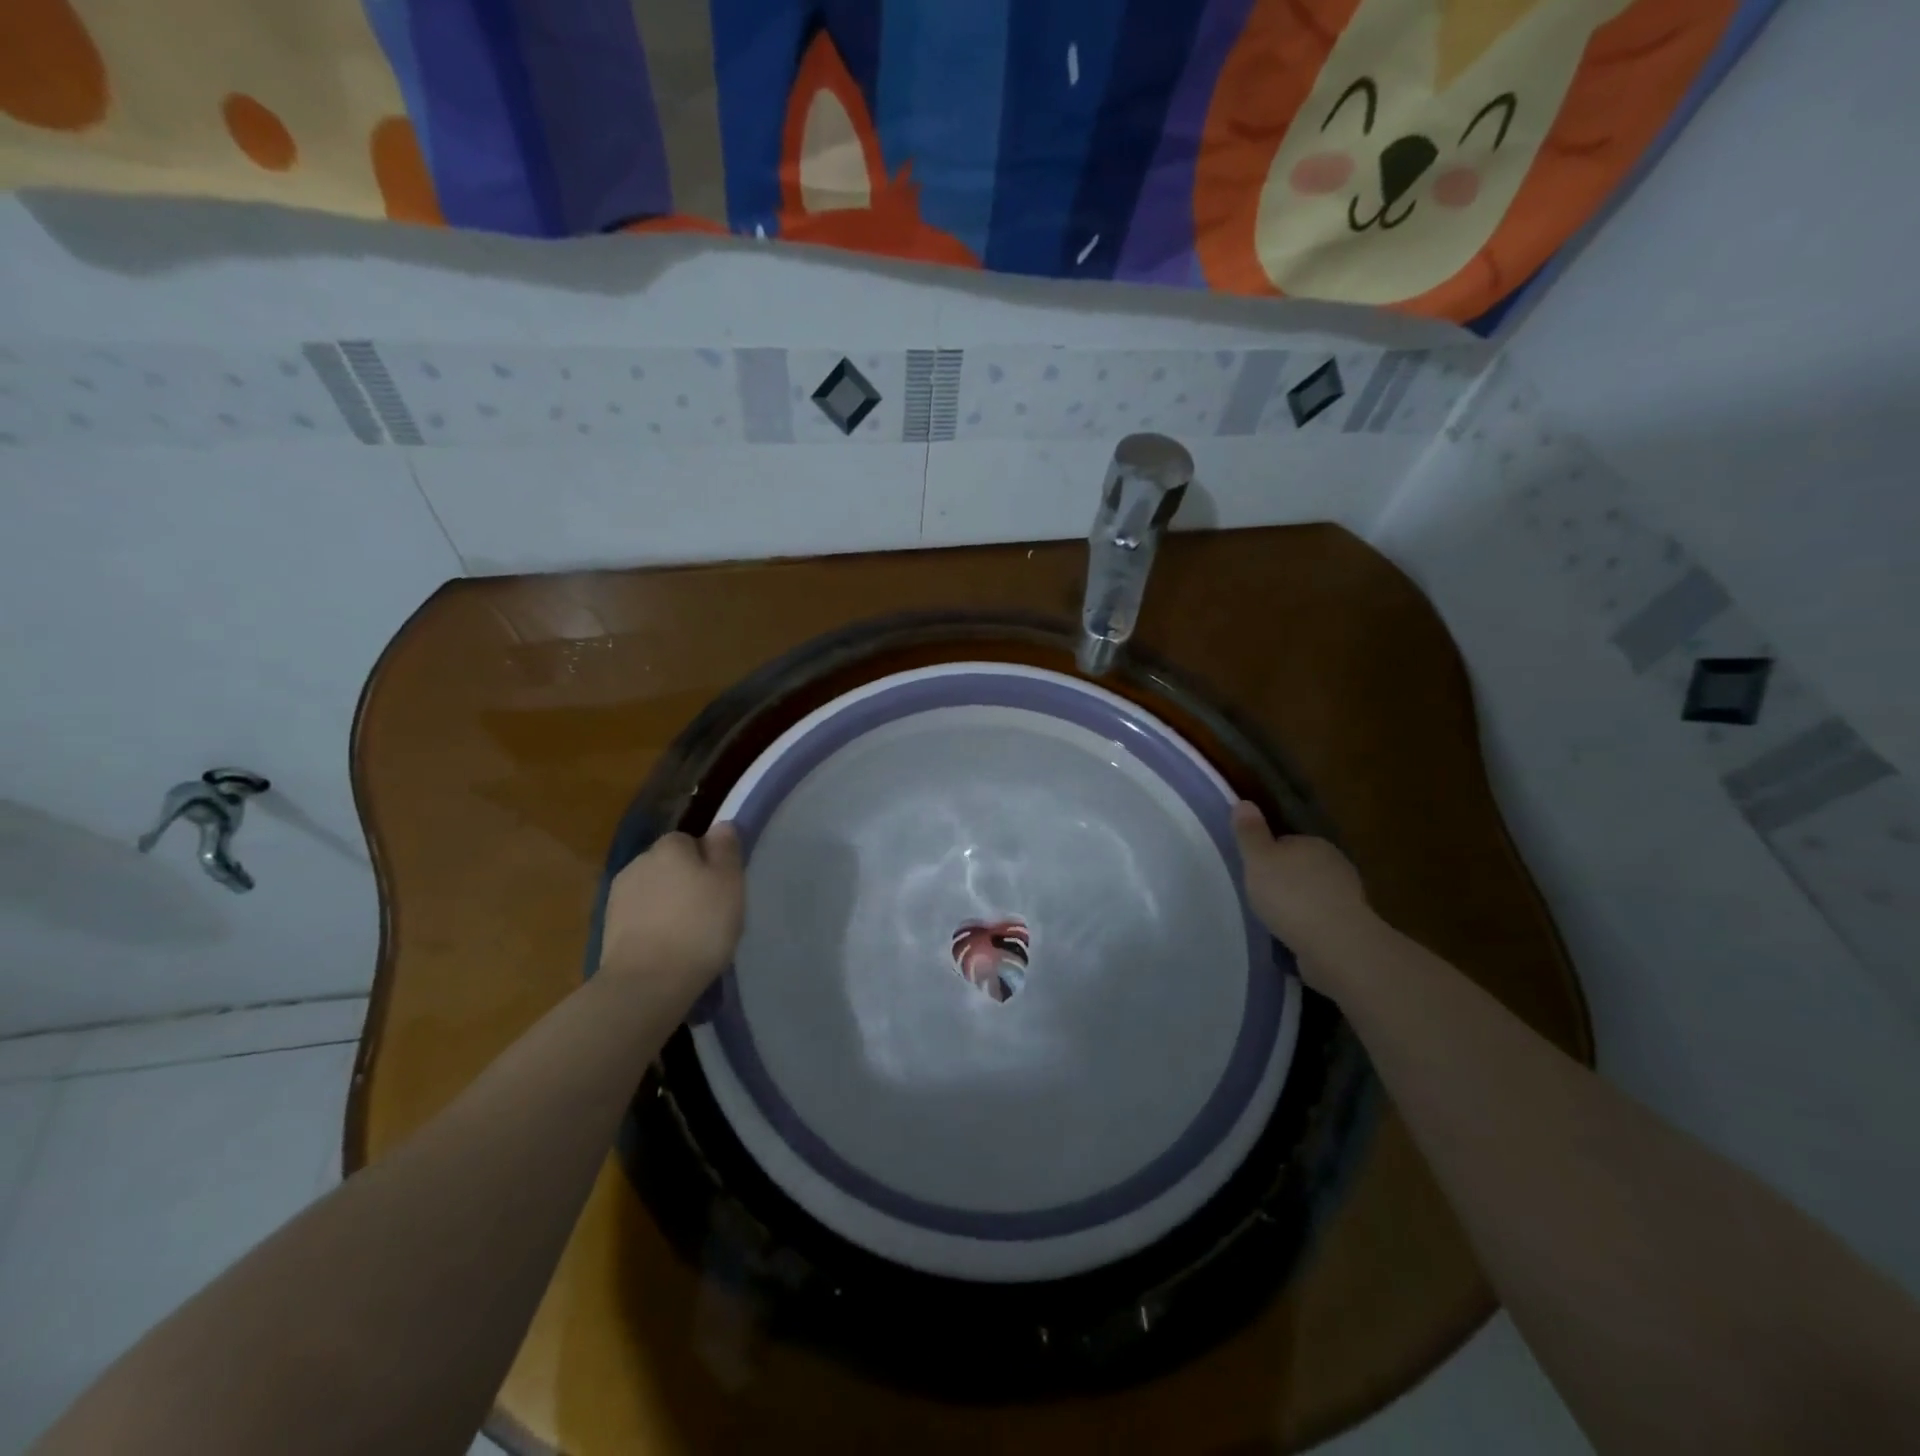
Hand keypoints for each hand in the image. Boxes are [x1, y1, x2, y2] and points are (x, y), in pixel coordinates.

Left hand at [598, 824, 744, 994]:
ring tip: (688, 934)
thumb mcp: (730, 883)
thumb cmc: (700, 926)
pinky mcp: (608, 927)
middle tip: (708, 911)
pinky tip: (667, 948)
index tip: (721, 888)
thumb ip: (726, 850)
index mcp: (670, 846)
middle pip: (670, 864)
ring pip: (653, 891)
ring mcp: (618, 895)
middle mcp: (639, 861)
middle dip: (685, 881)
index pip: (691, 841)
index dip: (708, 862)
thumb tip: (720, 825)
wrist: (647, 982)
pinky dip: (652, 926)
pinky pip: (639, 917)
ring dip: (667, 904)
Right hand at [1230, 802, 1373, 985]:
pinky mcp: (1350, 927)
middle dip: (1284, 880)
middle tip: (1259, 896)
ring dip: (1297, 905)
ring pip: (1313, 894)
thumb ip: (1250, 833)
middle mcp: (1335, 865)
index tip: (1253, 871)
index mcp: (1314, 843)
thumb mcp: (1258, 859)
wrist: (1336, 944)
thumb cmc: (1291, 895)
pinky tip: (1292, 937)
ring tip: (1273, 920)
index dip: (1267, 854)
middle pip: (1301, 867)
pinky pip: (1322, 920)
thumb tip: (1244, 802)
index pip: (1287, 842)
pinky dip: (1308, 926)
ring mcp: (1347, 897)